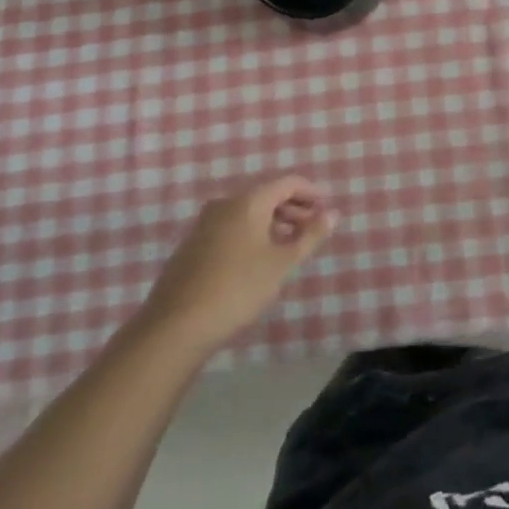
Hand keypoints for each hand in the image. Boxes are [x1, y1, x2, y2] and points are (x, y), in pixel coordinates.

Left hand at [142, 175, 334, 351]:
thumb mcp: (281, 264)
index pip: (287, 182)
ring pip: (247, 211)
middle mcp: (225, 203)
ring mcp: (205, 223)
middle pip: (266, 194)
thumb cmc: (238, 289)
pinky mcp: (193, 244)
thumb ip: (310, 236)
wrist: (176, 325)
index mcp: (248, 201)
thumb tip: (333, 214)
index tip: (327, 207)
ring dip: (273, 221)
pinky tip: (259, 257)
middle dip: (293, 207)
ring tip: (290, 244)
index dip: (311, 191)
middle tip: (313, 227)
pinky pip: (231, 226)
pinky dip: (252, 232)